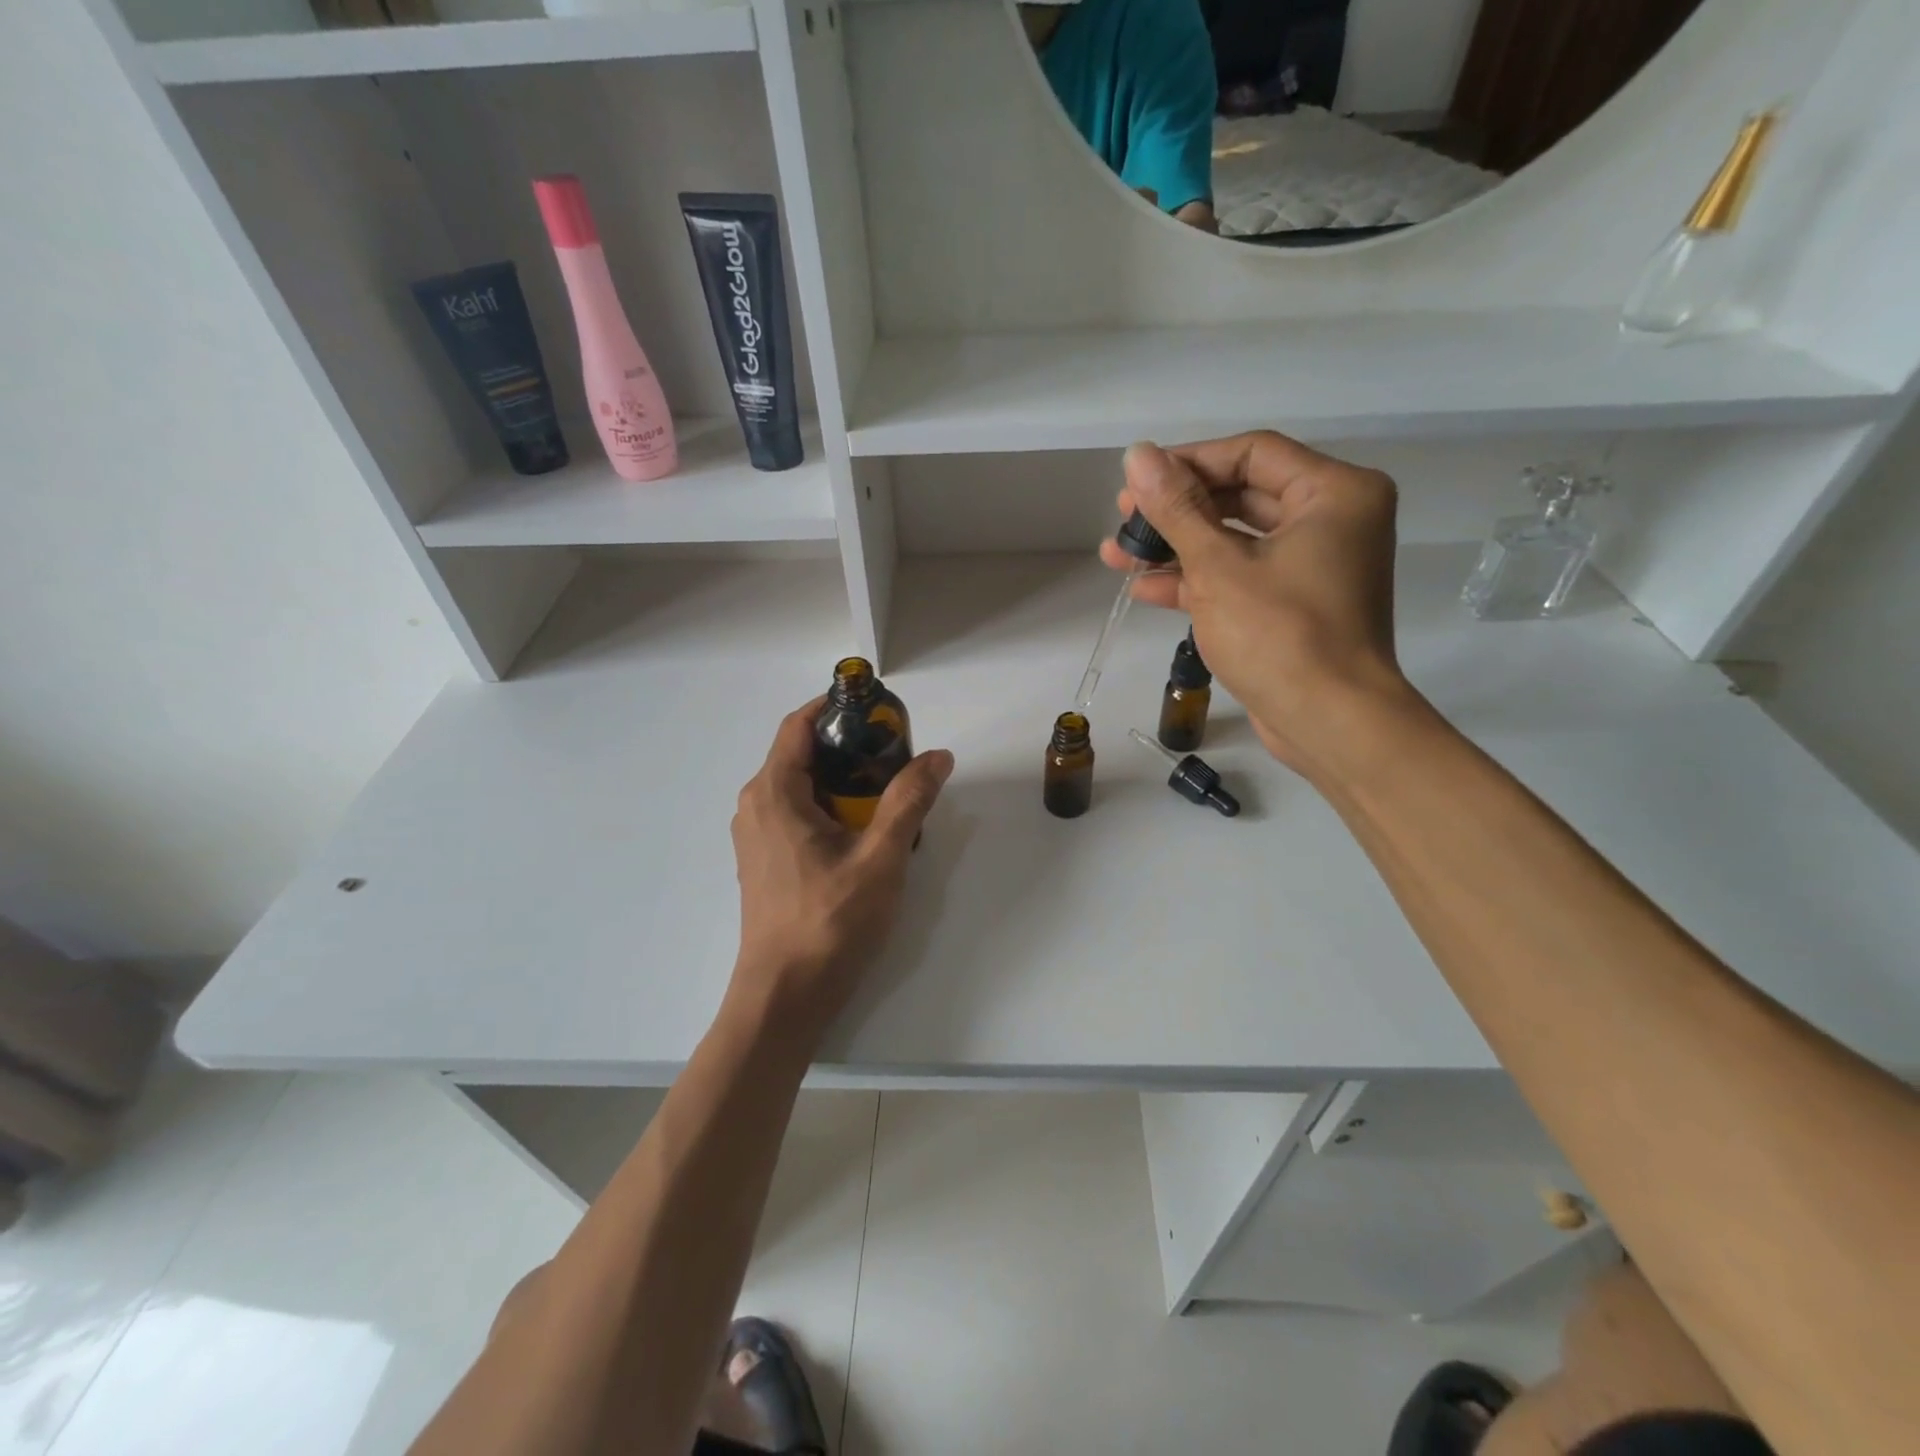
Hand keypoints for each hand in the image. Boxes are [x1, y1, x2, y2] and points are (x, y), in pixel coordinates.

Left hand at [728, 698, 953, 1040]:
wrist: (785, 995)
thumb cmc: (829, 921)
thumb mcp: (880, 857)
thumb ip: (909, 801)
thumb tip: (938, 756)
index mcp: (774, 792)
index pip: (800, 725)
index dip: (838, 708)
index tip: (880, 711)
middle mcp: (755, 805)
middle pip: (802, 753)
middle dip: (849, 747)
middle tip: (897, 756)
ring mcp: (756, 836)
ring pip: (801, 786)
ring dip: (842, 780)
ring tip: (888, 793)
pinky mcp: (764, 861)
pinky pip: (796, 813)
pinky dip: (829, 806)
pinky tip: (863, 831)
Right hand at [1098, 432, 1414, 780]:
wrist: (1329, 723)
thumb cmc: (1280, 635)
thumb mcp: (1218, 566)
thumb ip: (1177, 509)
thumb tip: (1137, 454)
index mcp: (1334, 493)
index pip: (1252, 454)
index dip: (1188, 462)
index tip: (1137, 479)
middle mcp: (1331, 520)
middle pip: (1240, 496)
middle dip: (1176, 511)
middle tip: (1122, 517)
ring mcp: (1312, 566)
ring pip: (1234, 541)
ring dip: (1176, 548)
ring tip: (1117, 554)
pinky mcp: (1293, 605)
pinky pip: (1240, 577)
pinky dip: (1196, 581)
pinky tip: (1143, 586)